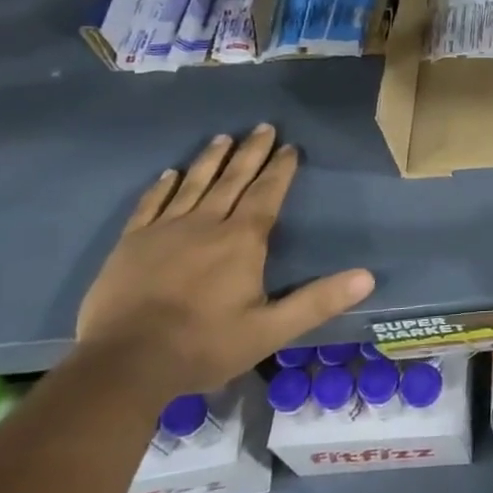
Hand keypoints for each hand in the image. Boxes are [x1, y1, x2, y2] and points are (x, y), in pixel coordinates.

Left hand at [74, 125, 374, 403]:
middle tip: (263, 127)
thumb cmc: (204, 345)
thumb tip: (367, 277)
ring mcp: (164, 231)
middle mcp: (205, 224)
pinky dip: (162, 187)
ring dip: (210, 160)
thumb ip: (318, 301)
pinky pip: (150, 205)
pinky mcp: (131, 244)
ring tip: (223, 137)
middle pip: (232, 180)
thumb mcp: (271, 330)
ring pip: (193, 185)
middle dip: (251, 153)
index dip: (280, 170)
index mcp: (241, 241)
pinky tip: (169, 173)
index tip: (290, 147)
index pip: (267, 195)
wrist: (124, 364)